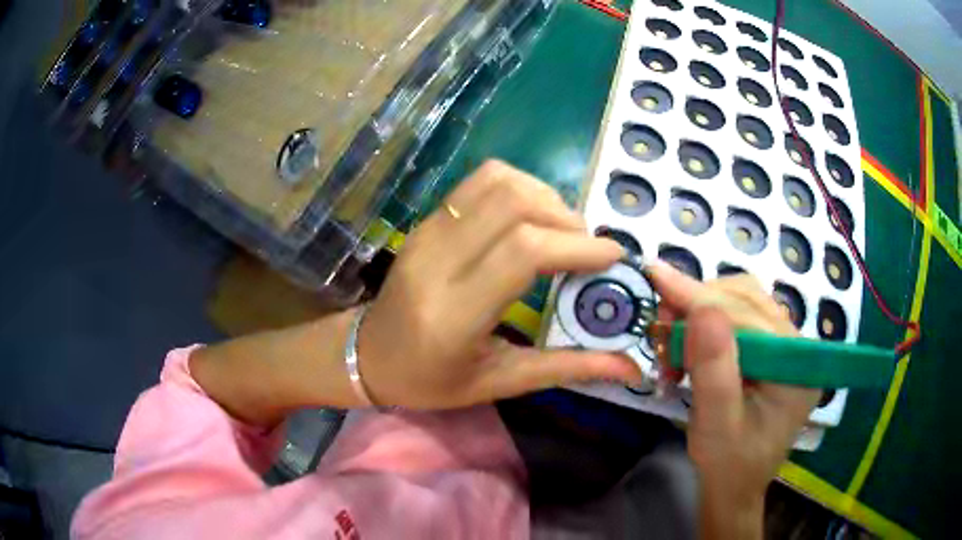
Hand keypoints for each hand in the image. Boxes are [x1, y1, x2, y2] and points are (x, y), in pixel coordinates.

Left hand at [359, 160, 641, 408]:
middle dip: (567, 218)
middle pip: (513, 204)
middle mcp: (437, 261)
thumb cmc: (431, 381)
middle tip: (588, 248)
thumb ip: (566, 368)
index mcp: (454, 314)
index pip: (523, 252)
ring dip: (545, 197)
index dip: (576, 245)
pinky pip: (479, 183)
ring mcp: (427, 232)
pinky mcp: (426, 221)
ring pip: (498, 182)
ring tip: (563, 231)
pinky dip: (520, 188)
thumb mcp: (499, 383)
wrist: (367, 355)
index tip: (612, 255)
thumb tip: (629, 366)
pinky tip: (532, 219)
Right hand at [647, 261, 818, 537]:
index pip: (749, 315)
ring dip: (701, 313)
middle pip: (747, 299)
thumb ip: (714, 369)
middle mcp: (798, 346)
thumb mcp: (716, 424)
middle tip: (660, 329)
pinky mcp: (770, 350)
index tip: (655, 277)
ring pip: (741, 302)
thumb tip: (701, 308)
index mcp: (797, 366)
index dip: (700, 298)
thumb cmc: (727, 464)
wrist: (734, 486)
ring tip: (673, 344)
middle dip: (698, 305)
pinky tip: (689, 347)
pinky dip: (707, 324)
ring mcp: (785, 346)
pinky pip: (739, 317)